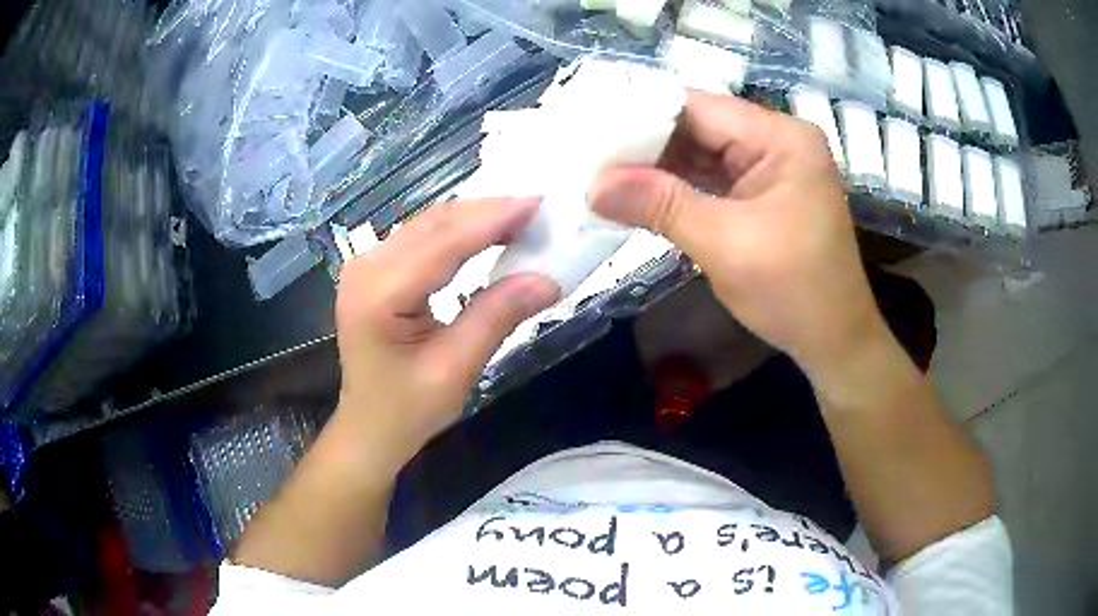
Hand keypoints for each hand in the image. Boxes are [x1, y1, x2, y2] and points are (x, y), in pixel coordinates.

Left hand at [334, 197, 558, 466]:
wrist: (368, 428)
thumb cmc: (407, 410)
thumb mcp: (456, 369)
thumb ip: (497, 317)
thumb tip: (549, 280)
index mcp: (380, 294)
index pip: (444, 242)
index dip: (493, 219)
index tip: (538, 203)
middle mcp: (366, 267)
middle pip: (435, 224)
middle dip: (488, 212)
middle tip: (538, 211)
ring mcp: (366, 265)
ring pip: (429, 225)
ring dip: (475, 219)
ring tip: (521, 220)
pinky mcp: (374, 270)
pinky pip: (421, 238)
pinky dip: (458, 232)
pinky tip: (487, 234)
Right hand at [591, 90, 886, 380]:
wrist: (833, 341)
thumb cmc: (793, 292)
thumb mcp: (724, 245)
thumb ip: (660, 205)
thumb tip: (594, 186)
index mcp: (780, 137)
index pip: (698, 108)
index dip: (640, 115)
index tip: (589, 129)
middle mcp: (775, 141)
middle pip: (698, 127)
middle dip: (643, 143)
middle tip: (586, 154)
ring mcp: (768, 168)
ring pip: (700, 154)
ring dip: (655, 167)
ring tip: (598, 171)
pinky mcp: (759, 195)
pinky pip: (710, 180)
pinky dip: (675, 188)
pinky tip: (635, 192)